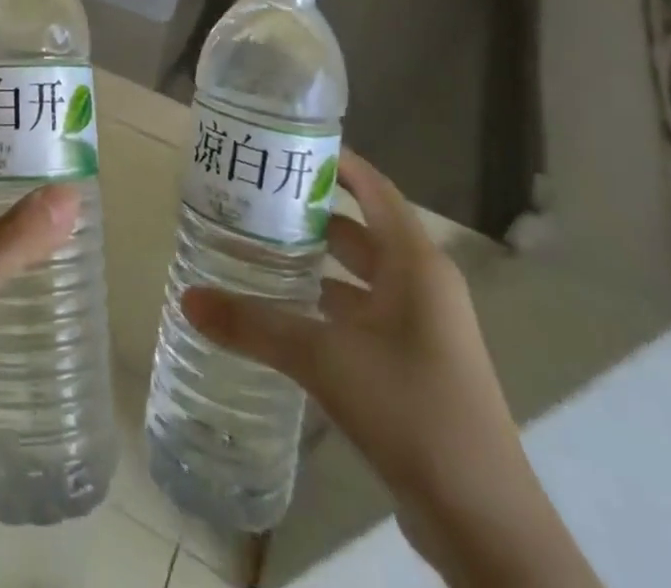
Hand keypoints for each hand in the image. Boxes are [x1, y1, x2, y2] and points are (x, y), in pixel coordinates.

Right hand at [184, 151, 598, 587]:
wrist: (483, 526)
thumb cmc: (410, 411)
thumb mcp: (323, 359)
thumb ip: (253, 325)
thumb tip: (187, 298)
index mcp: (415, 263)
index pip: (373, 187)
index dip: (334, 160)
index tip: (283, 145)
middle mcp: (422, 285)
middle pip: (361, 228)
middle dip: (310, 210)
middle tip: (253, 196)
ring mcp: (421, 328)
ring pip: (359, 274)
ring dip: (316, 259)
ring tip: (256, 244)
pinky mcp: (413, 365)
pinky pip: (362, 313)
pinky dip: (325, 302)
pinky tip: (283, 309)